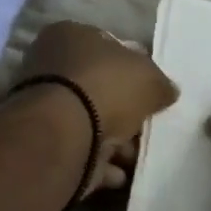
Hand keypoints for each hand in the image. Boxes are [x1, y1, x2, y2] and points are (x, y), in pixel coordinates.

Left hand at [17, 22, 178, 194]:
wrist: (62, 135)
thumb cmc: (105, 88)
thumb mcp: (148, 77)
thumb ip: (160, 84)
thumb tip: (167, 91)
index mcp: (69, 36)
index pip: (107, 46)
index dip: (132, 67)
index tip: (151, 90)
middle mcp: (49, 66)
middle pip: (98, 88)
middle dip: (124, 111)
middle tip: (146, 126)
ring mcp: (44, 107)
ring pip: (90, 123)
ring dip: (115, 142)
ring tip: (136, 156)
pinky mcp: (44, 144)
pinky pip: (80, 152)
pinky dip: (100, 164)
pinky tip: (119, 174)